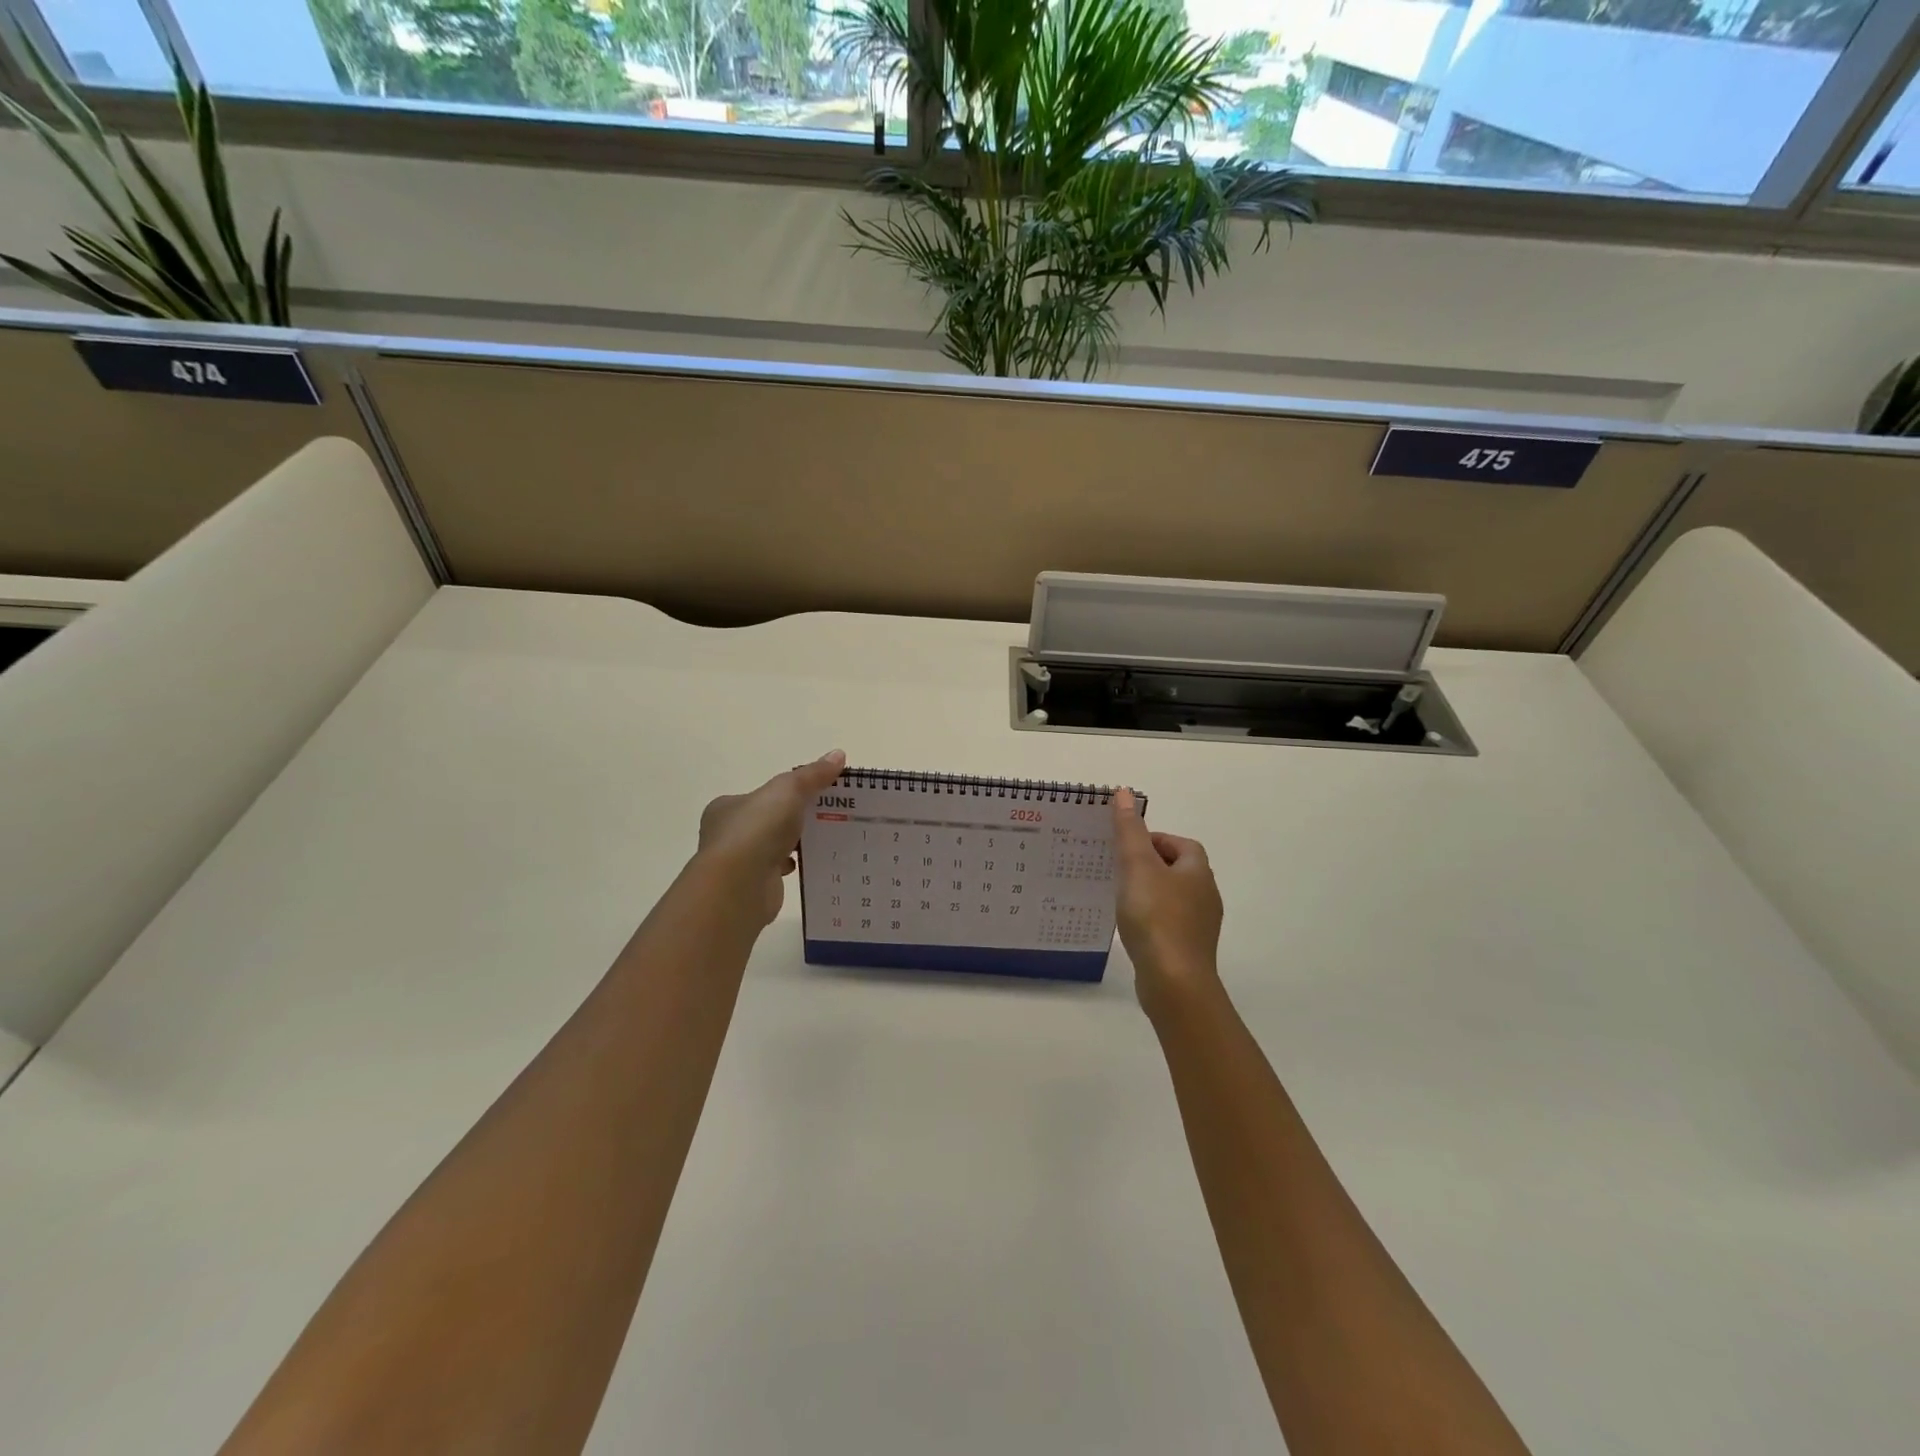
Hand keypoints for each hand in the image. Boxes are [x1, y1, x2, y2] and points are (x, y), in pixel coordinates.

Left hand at [697, 751, 846, 925]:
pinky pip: (776, 871)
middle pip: (766, 821)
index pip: (758, 796)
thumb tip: (838, 754)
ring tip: (824, 840)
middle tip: (826, 817)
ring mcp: (737, 863)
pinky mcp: (750, 886)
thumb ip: (812, 775)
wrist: (740, 886)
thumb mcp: (788, 791)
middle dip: (792, 820)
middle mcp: (726, 834)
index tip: (812, 796)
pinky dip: (792, 866)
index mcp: (726, 807)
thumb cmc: (757, 830)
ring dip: (793, 844)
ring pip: (771, 847)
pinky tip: (811, 864)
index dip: (784, 794)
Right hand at [1112, 788, 1223, 1021]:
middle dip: (1150, 865)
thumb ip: (1129, 830)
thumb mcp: (1137, 867)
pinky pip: (1168, 924)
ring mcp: (1200, 925)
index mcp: (1197, 871)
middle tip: (1118, 869)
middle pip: (1178, 870)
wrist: (1174, 982)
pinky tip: (1130, 928)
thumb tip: (1124, 792)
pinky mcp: (1189, 949)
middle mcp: (1206, 895)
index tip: (1126, 847)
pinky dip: (1151, 919)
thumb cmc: (1156, 917)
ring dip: (1150, 893)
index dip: (1155, 840)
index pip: (1181, 843)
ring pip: (1173, 898)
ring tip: (1119, 897)